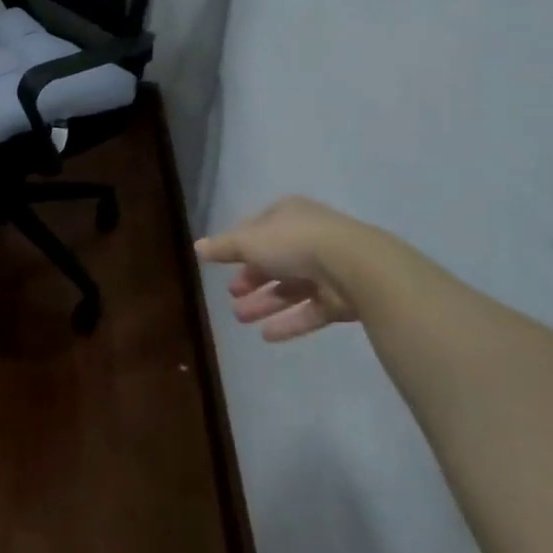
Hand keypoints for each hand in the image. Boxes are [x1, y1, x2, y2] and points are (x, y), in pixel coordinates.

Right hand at [195, 196, 377, 340]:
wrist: (355, 267)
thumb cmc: (294, 244)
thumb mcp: (249, 242)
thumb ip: (224, 247)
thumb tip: (197, 247)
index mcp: (288, 216)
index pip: (258, 229)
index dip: (239, 248)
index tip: (223, 266)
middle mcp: (309, 238)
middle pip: (274, 260)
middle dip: (252, 279)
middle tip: (232, 296)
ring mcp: (328, 269)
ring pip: (291, 287)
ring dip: (265, 302)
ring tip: (241, 319)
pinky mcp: (341, 298)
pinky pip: (310, 310)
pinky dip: (288, 322)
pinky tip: (266, 336)